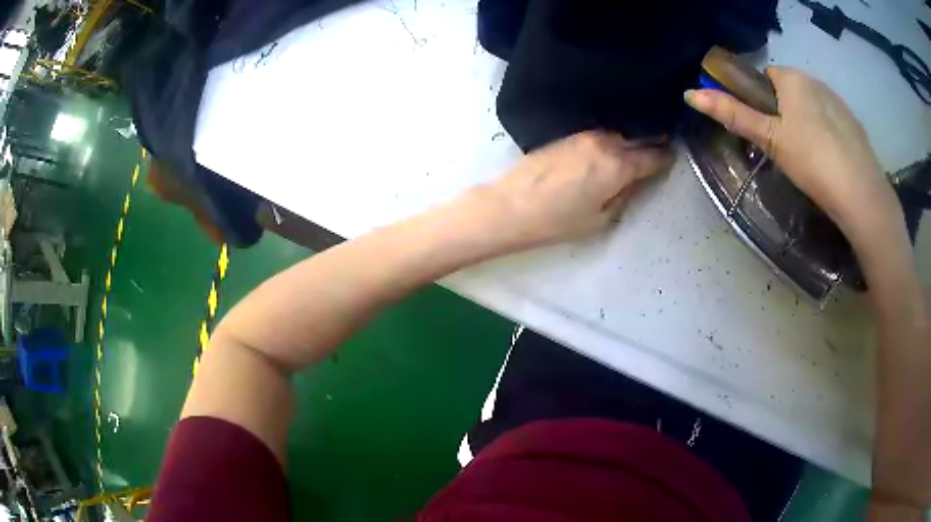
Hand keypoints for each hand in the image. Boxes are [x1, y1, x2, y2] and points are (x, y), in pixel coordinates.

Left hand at [482, 131, 671, 248]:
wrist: (511, 205)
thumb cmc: (557, 220)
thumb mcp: (600, 219)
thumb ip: (624, 196)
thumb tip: (634, 181)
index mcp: (619, 165)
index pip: (652, 155)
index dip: (665, 156)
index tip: (673, 156)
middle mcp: (605, 142)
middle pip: (637, 137)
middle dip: (651, 141)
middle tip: (660, 146)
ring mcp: (584, 135)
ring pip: (617, 133)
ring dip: (629, 138)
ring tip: (636, 147)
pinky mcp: (568, 135)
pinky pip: (598, 134)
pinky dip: (610, 139)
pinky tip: (610, 148)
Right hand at [684, 67, 899, 246]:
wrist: (861, 196)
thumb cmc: (812, 161)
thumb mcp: (770, 138)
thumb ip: (733, 114)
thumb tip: (690, 94)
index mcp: (793, 78)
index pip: (766, 77)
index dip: (760, 101)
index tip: (765, 130)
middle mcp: (816, 82)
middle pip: (790, 93)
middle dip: (784, 114)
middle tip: (785, 150)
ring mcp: (838, 103)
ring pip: (812, 108)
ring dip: (805, 125)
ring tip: (809, 161)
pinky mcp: (854, 125)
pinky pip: (831, 123)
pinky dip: (826, 137)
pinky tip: (829, 163)